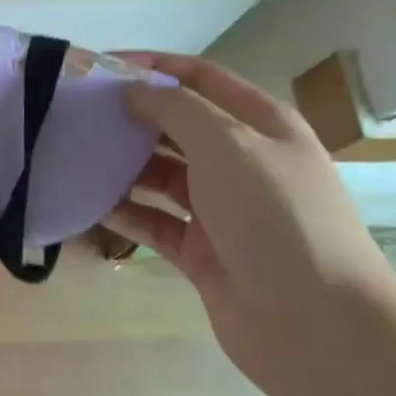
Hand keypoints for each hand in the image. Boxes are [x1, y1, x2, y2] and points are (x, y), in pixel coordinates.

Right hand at [103, 54, 395, 395]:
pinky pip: (154, 220)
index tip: (100, 66)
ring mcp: (221, 208)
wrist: (320, 328)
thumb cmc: (276, 217)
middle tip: (77, 112)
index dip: (152, 66)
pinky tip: (88, 202)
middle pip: (176, 124)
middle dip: (130, 115)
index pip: (199, 77)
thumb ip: (175, 108)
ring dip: (122, 163)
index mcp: (259, 124)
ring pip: (161, 173)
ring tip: (75, 153)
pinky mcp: (202, 251)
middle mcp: (240, 160)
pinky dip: (124, 210)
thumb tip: (132, 90)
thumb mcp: (228, 144)